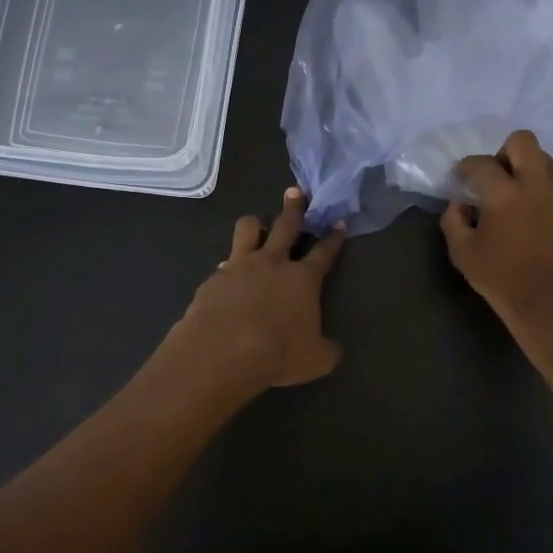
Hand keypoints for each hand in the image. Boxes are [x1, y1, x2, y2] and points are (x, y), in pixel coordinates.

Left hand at [170, 188, 345, 389]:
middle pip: (286, 225)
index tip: (339, 221)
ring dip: (256, 225)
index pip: (324, 252)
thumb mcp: (316, 359)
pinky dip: (229, 268)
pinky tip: (227, 278)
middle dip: (294, 207)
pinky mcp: (214, 278)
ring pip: (248, 229)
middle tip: (296, 192)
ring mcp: (240, 266)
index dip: (334, 237)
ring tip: (258, 226)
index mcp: (303, 278)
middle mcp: (273, 263)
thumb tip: (331, 348)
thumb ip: (326, 349)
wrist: (223, 351)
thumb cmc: (278, 353)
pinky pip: (223, 264)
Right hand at [441, 130, 552, 356]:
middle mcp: (538, 184)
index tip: (463, 178)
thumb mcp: (463, 254)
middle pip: (522, 141)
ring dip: (530, 172)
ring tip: (523, 199)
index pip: (480, 163)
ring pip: (547, 163)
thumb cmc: (504, 282)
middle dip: (505, 152)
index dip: (466, 167)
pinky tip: (544, 222)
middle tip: (499, 177)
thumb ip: (454, 220)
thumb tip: (461, 203)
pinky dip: (550, 197)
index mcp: (504, 194)